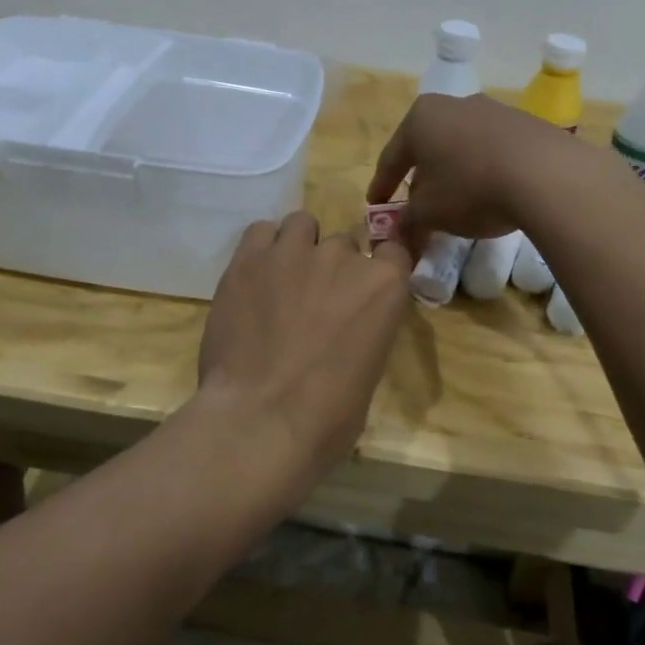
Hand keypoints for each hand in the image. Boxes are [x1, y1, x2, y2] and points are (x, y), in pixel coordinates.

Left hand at [197, 211, 412, 476]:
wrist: (261, 419)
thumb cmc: (329, 416)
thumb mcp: (369, 371)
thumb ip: (365, 331)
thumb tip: (347, 331)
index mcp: (384, 286)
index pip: (394, 251)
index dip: (379, 267)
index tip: (364, 288)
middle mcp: (343, 256)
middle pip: (343, 244)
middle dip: (333, 268)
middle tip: (314, 303)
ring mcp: (293, 252)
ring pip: (302, 225)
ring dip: (298, 247)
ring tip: (283, 281)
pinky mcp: (249, 259)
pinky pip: (260, 231)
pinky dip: (262, 248)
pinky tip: (255, 277)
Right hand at [365, 93, 574, 250]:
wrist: (546, 174)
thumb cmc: (471, 188)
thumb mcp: (430, 212)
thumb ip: (408, 220)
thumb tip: (397, 231)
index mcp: (420, 118)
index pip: (391, 158)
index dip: (382, 186)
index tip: (376, 207)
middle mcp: (453, 105)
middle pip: (427, 147)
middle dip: (420, 178)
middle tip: (417, 205)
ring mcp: (492, 110)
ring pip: (460, 146)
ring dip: (454, 173)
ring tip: (457, 202)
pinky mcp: (525, 123)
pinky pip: (492, 150)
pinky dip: (484, 170)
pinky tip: (491, 192)